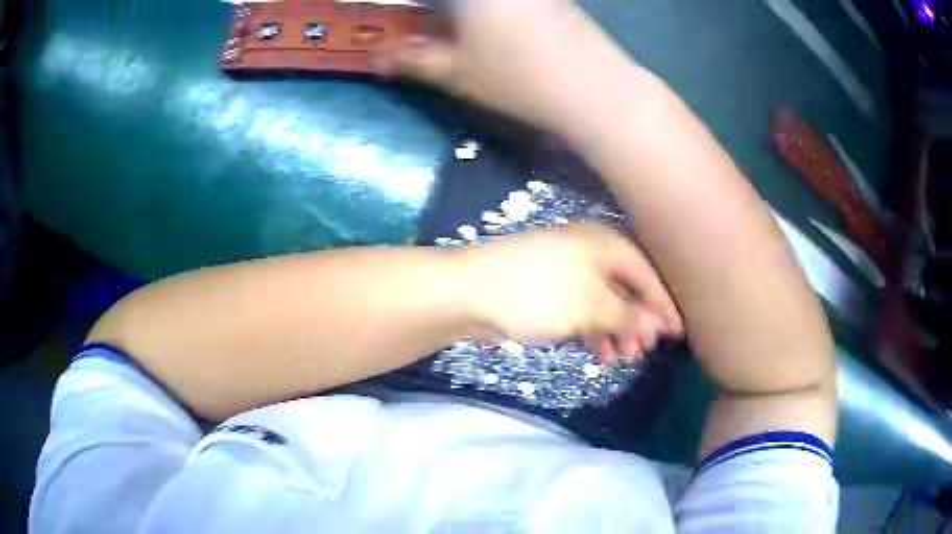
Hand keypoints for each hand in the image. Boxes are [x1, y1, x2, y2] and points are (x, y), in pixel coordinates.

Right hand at [375, 0, 637, 136]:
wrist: (596, 88)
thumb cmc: (518, 78)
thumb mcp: (456, 73)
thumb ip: (412, 59)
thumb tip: (378, 58)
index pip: (425, 0)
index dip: (408, 10)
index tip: (404, 22)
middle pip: (455, 0)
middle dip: (435, 12)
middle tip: (426, 31)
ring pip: (481, 0)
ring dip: (463, 13)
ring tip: (458, 33)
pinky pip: (512, 2)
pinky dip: (492, 10)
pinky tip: (496, 29)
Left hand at [458, 221, 681, 361]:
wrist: (470, 292)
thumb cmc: (538, 294)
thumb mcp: (591, 306)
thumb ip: (628, 315)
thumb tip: (658, 324)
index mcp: (604, 244)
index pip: (646, 273)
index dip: (662, 305)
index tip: (677, 334)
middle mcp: (589, 252)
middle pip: (625, 288)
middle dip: (637, 321)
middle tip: (646, 351)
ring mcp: (566, 270)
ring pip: (603, 302)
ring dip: (616, 330)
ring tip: (624, 358)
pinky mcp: (548, 290)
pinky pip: (582, 309)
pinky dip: (593, 330)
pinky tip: (601, 353)